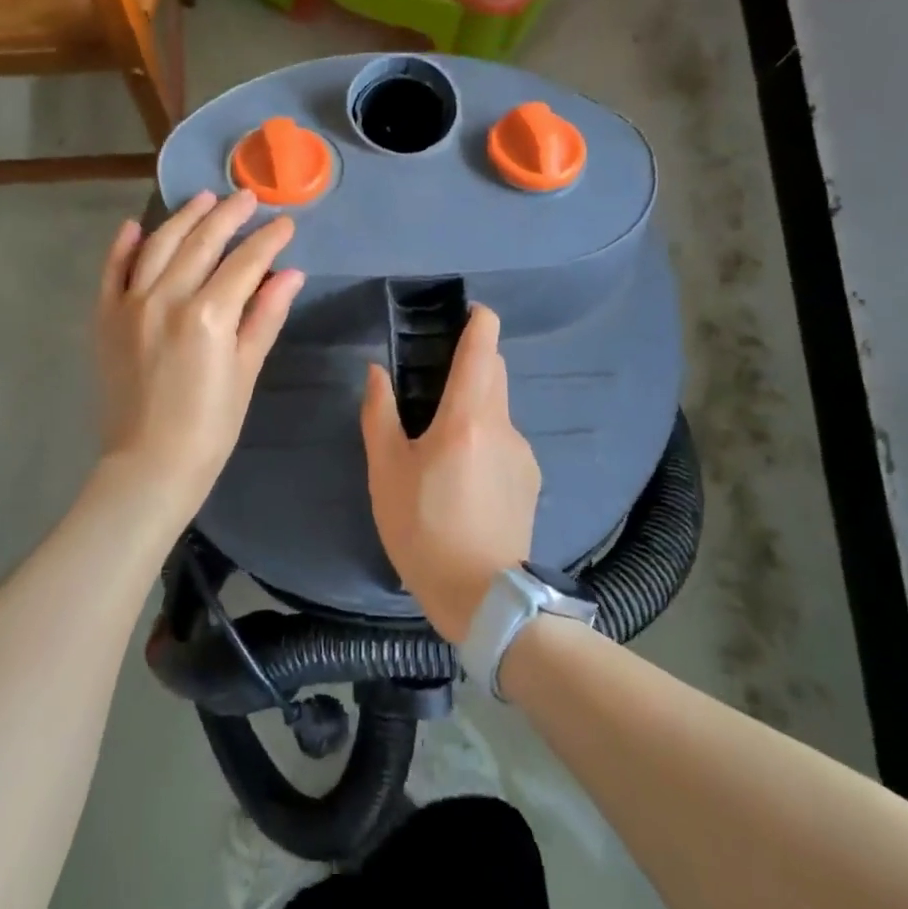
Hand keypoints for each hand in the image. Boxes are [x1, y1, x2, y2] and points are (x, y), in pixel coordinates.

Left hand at [95, 190, 303, 521]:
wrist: (149, 464)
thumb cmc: (211, 426)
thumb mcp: (246, 371)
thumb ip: (265, 316)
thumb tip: (291, 273)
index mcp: (208, 315)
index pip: (245, 262)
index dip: (269, 239)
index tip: (285, 223)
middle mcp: (167, 298)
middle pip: (202, 242)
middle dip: (229, 215)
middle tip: (248, 198)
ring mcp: (130, 304)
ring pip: (159, 245)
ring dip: (184, 218)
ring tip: (204, 199)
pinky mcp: (105, 318)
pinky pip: (113, 270)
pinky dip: (124, 245)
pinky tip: (137, 226)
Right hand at [360, 304, 539, 643]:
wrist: (483, 596)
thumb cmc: (423, 529)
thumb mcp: (386, 472)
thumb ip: (379, 414)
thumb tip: (377, 373)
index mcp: (467, 416)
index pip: (484, 347)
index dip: (479, 319)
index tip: (465, 312)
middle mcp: (503, 425)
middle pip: (495, 371)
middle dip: (472, 359)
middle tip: (434, 376)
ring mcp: (523, 453)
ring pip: (499, 407)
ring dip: (475, 403)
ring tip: (441, 438)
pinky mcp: (530, 479)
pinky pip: (506, 440)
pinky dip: (485, 437)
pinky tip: (463, 475)